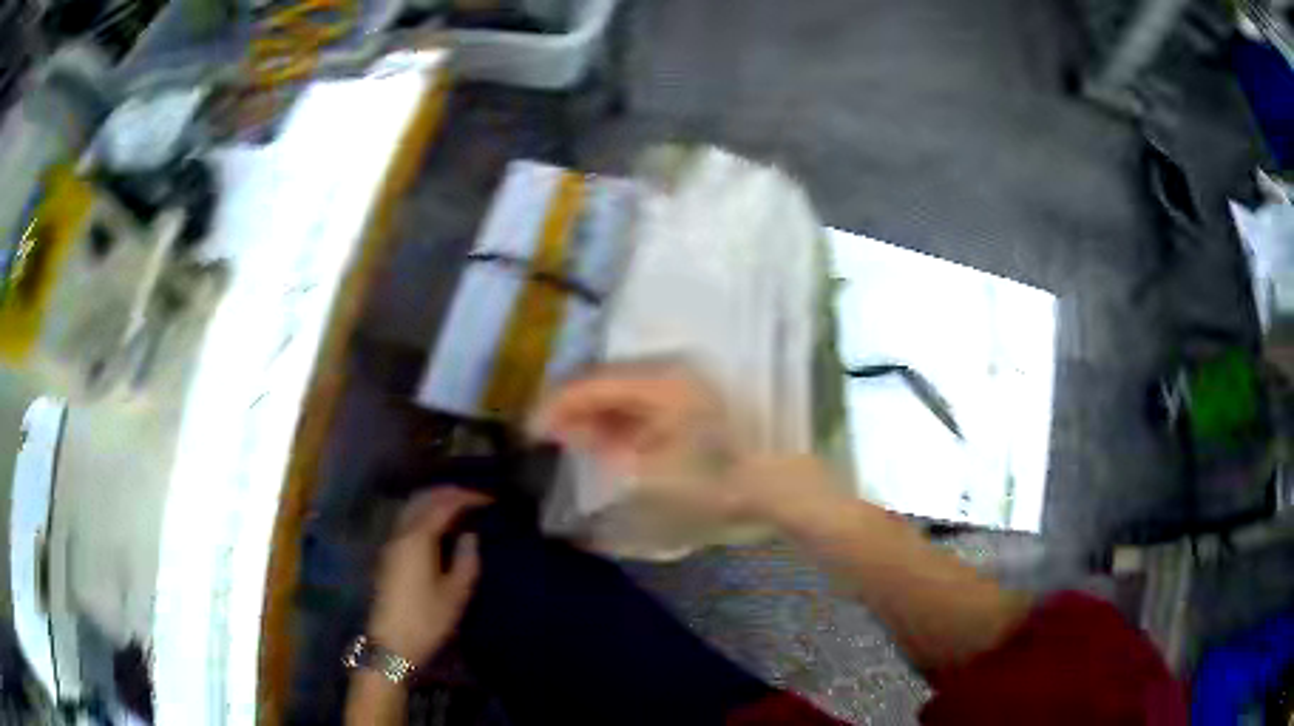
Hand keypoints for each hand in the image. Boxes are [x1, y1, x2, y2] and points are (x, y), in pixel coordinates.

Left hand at [367, 487, 490, 666]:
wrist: (392, 643)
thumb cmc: (427, 620)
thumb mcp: (456, 594)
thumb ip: (467, 560)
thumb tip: (470, 536)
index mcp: (418, 538)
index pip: (443, 505)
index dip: (467, 497)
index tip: (489, 499)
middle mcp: (401, 533)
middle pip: (422, 499)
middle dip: (448, 493)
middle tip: (474, 497)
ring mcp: (392, 543)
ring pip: (411, 508)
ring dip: (434, 501)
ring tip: (458, 507)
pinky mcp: (389, 555)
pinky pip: (407, 520)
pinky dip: (424, 513)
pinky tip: (438, 526)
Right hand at [530, 363, 769, 521]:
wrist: (781, 484)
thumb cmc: (720, 480)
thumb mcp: (656, 470)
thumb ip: (606, 447)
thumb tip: (571, 432)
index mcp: (660, 382)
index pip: (594, 384)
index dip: (557, 405)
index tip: (531, 430)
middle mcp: (671, 371)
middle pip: (607, 382)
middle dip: (574, 410)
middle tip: (549, 440)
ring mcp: (685, 383)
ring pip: (625, 392)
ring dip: (598, 416)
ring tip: (577, 446)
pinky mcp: (694, 398)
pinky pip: (645, 403)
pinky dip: (624, 422)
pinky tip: (614, 445)